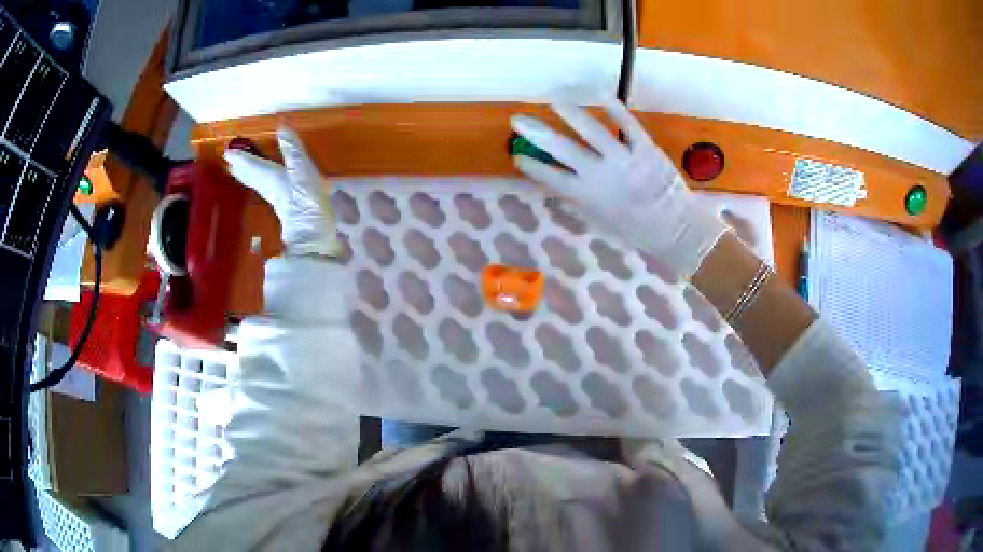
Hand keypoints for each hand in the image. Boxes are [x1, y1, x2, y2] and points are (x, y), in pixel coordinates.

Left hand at [224, 128, 340, 256]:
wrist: (312, 234)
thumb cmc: (306, 199)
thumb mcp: (302, 169)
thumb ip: (292, 149)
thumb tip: (282, 126)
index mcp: (270, 176)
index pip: (252, 165)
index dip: (241, 158)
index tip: (227, 152)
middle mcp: (269, 187)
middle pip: (251, 176)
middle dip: (241, 168)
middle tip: (228, 162)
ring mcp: (276, 199)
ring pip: (257, 184)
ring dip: (247, 177)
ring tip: (238, 172)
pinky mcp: (285, 209)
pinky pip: (266, 191)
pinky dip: (260, 184)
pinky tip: (265, 186)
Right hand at [510, 100, 726, 279]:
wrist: (676, 230)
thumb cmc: (638, 230)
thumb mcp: (602, 220)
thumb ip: (581, 201)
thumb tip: (560, 187)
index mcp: (587, 196)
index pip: (550, 177)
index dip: (532, 165)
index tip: (516, 155)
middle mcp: (599, 175)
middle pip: (561, 148)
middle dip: (536, 133)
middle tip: (517, 119)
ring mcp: (623, 160)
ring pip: (590, 130)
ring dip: (569, 113)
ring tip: (553, 100)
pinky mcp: (645, 149)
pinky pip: (627, 124)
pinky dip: (614, 108)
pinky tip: (600, 93)